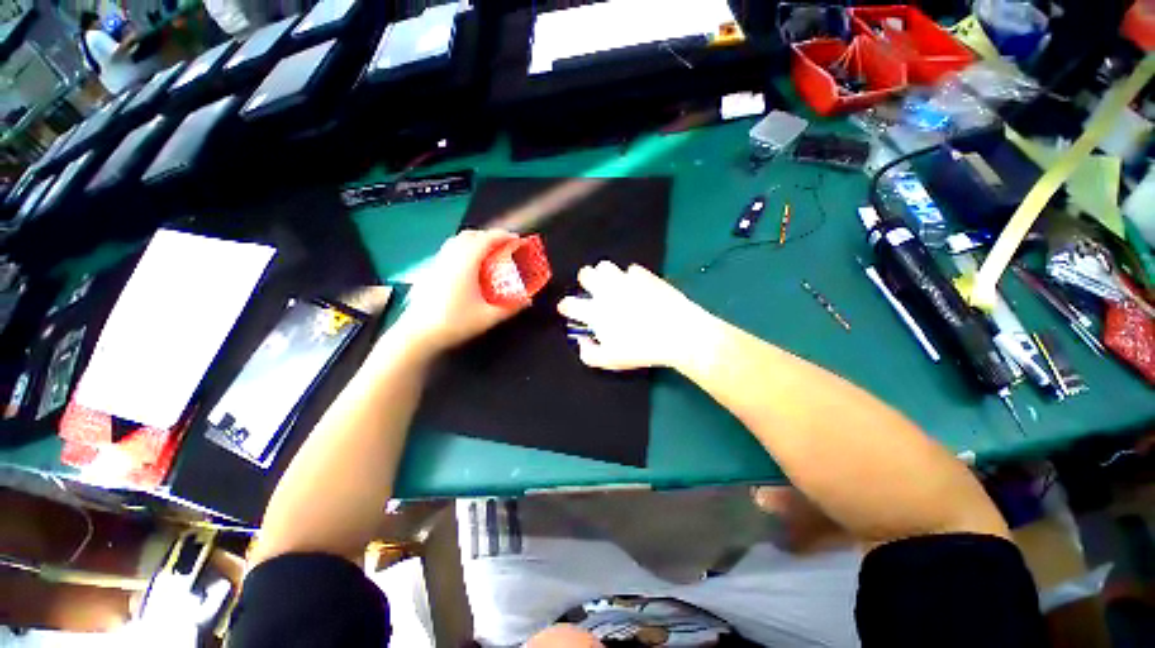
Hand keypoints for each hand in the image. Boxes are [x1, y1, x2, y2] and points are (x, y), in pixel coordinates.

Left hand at [392, 229, 525, 354]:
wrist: (418, 333)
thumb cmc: (454, 323)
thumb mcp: (488, 316)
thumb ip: (511, 307)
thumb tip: (528, 300)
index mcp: (465, 264)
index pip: (486, 239)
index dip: (503, 236)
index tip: (515, 239)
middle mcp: (450, 258)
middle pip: (469, 235)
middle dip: (488, 236)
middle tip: (502, 245)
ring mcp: (437, 263)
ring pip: (455, 241)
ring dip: (473, 241)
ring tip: (486, 253)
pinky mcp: (429, 271)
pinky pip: (448, 251)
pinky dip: (462, 250)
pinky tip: (466, 267)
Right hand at [557, 262, 713, 370]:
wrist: (678, 333)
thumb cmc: (641, 349)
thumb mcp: (611, 360)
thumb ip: (589, 353)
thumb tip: (581, 341)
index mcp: (595, 311)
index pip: (569, 303)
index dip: (566, 306)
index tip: (569, 310)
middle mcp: (606, 291)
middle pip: (585, 274)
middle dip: (585, 282)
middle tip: (593, 292)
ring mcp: (626, 280)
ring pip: (605, 266)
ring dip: (604, 275)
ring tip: (613, 286)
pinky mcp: (644, 275)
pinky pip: (631, 269)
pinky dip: (630, 277)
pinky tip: (636, 287)